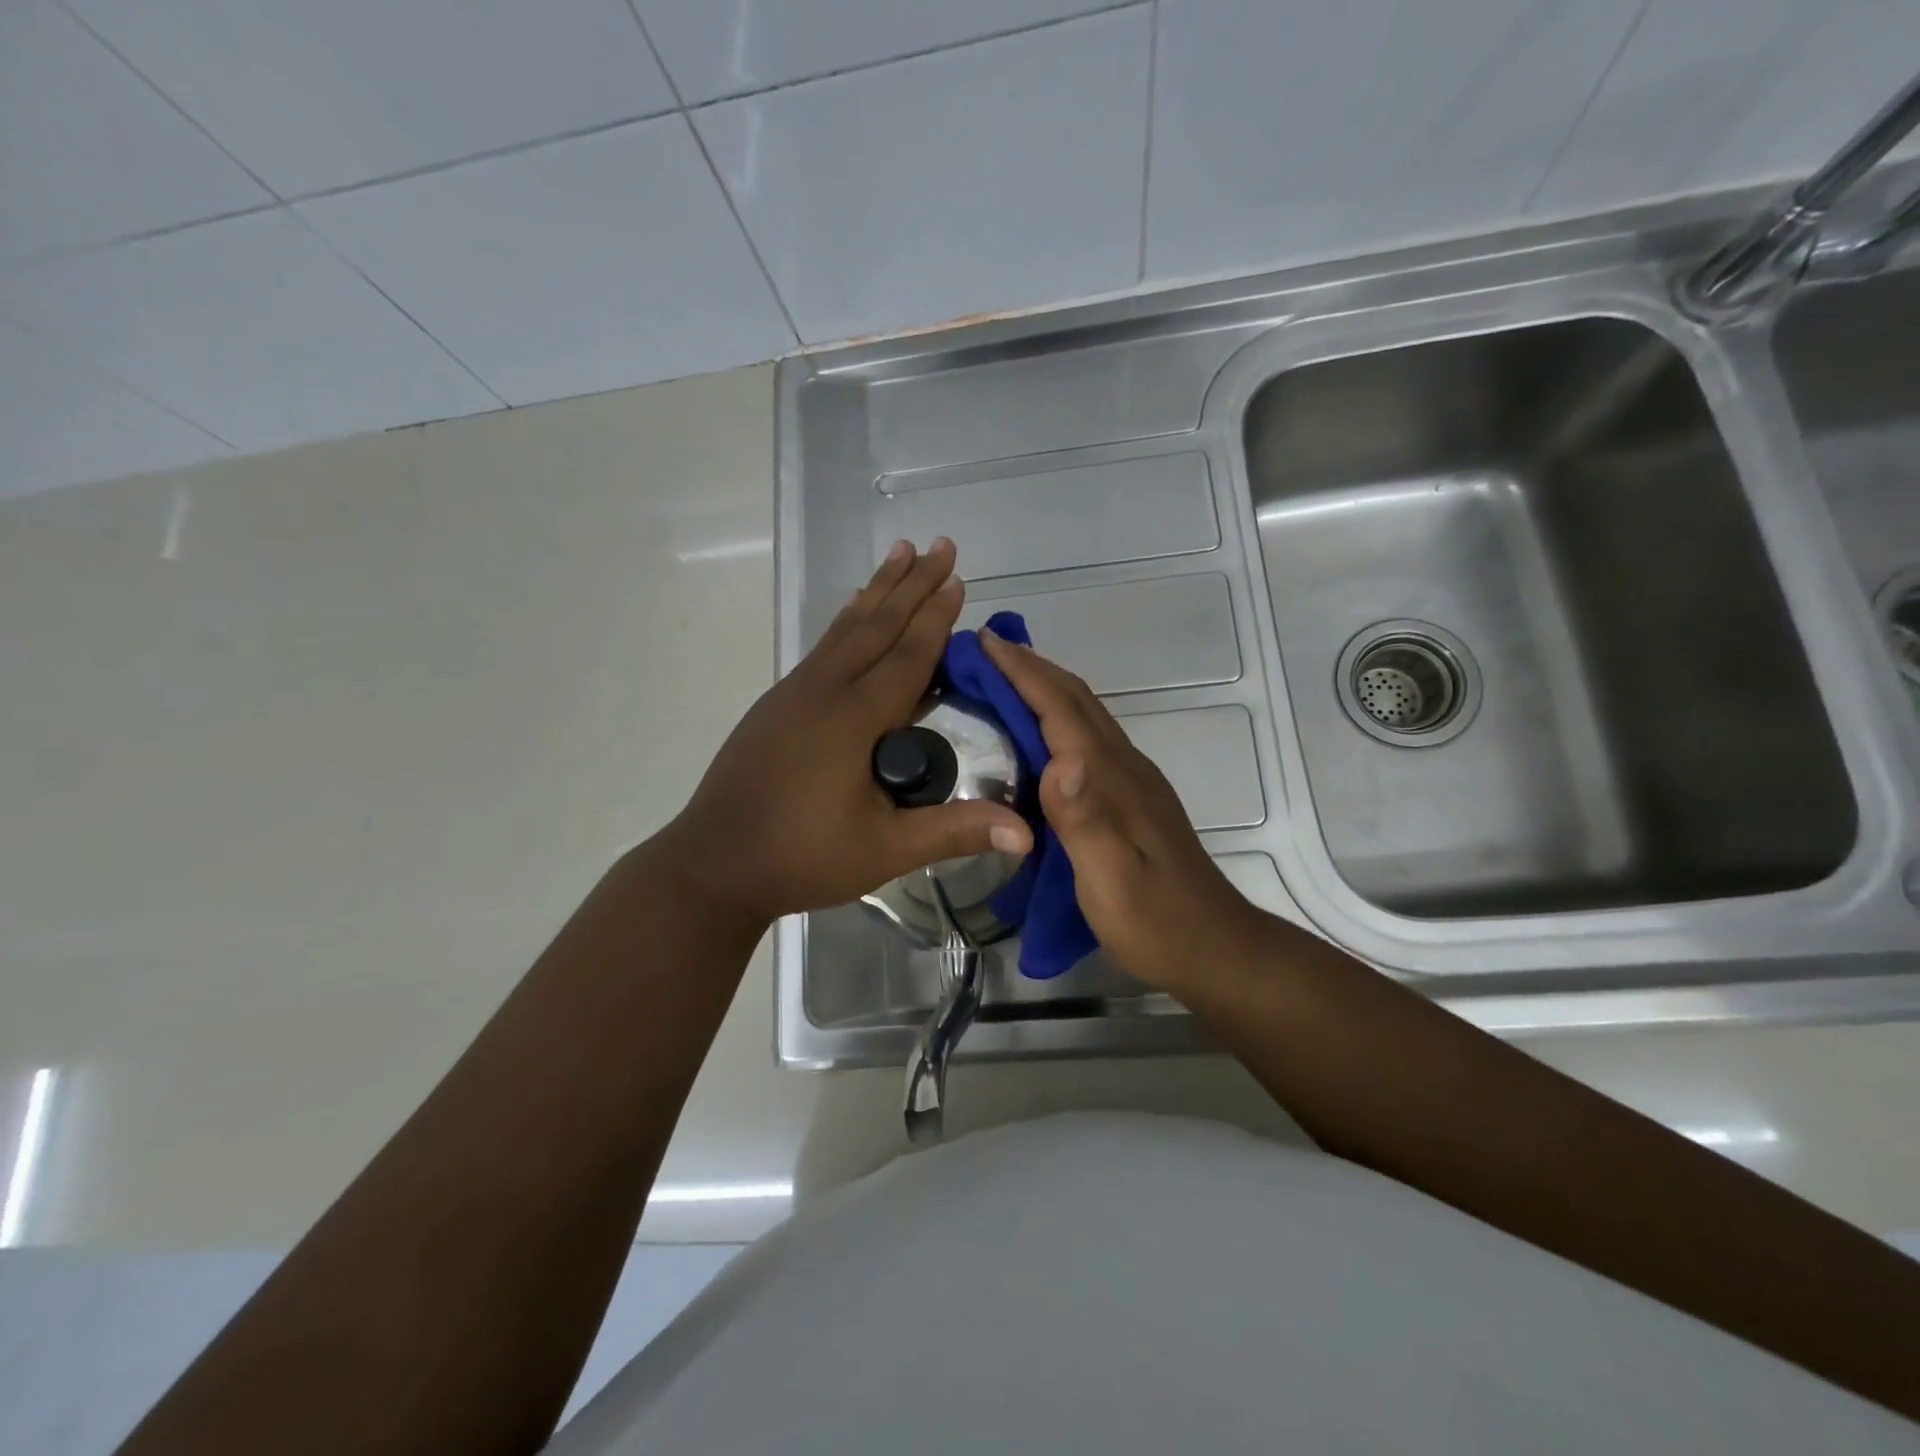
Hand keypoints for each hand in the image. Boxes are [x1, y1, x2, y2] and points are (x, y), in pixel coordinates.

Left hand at [664, 539, 1032, 924]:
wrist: (714, 864)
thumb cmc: (802, 857)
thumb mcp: (884, 850)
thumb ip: (954, 831)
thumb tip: (1027, 831)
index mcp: (854, 717)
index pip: (908, 654)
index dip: (937, 616)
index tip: (958, 577)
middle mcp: (824, 690)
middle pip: (877, 625)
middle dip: (912, 584)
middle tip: (940, 545)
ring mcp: (795, 693)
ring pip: (846, 629)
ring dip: (878, 590)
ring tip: (900, 553)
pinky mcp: (778, 704)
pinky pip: (824, 647)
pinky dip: (847, 620)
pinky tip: (853, 610)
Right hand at [979, 631, 1268, 991]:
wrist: (1213, 948)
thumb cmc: (1155, 919)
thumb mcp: (1112, 878)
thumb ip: (1085, 819)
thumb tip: (1059, 760)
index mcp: (1112, 776)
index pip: (1062, 708)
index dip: (1023, 672)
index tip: (985, 641)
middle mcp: (1124, 766)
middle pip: (1076, 700)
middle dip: (1031, 668)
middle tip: (986, 649)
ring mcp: (1131, 781)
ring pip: (1084, 716)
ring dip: (1045, 688)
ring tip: (1004, 679)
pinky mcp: (1130, 798)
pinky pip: (1088, 739)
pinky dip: (1057, 719)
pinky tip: (1039, 735)